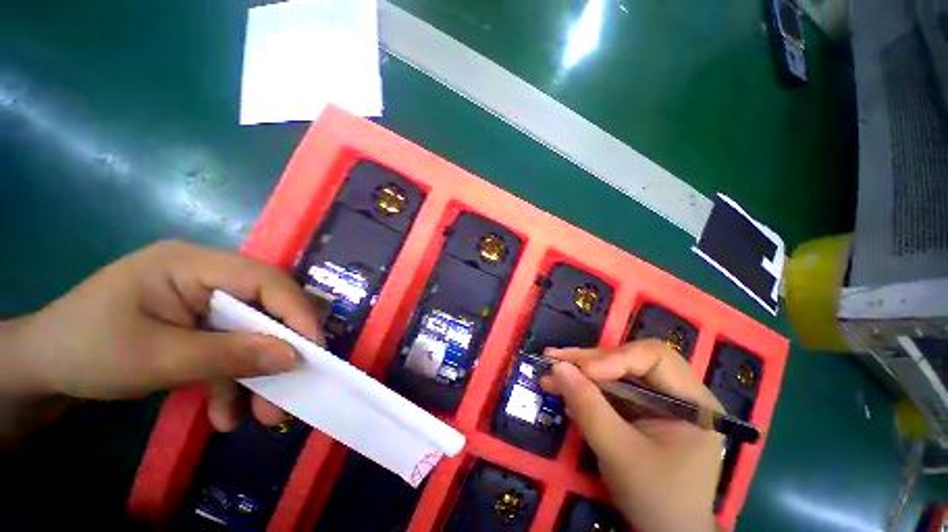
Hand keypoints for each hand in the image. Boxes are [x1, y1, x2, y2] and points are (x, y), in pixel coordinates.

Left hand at [5, 240, 322, 431]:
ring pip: (252, 333)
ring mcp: (205, 301)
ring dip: (257, 376)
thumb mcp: (155, 359)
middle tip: (288, 393)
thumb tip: (295, 357)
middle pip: (265, 308)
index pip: (266, 280)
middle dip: (278, 352)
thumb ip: (228, 356)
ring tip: (259, 417)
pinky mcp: (200, 324)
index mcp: (193, 264)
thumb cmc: (86, 350)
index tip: (313, 353)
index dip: (296, 313)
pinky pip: (231, 349)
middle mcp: (208, 276)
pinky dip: (232, 382)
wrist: (43, 370)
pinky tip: (224, 413)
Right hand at [541, 340, 723, 531]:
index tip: (583, 371)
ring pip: (614, 372)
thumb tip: (557, 366)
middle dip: (587, 361)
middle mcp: (678, 392)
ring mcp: (658, 401)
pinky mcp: (640, 410)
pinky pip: (609, 390)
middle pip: (629, 360)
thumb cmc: (655, 498)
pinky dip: (584, 388)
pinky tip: (563, 391)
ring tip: (548, 373)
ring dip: (580, 372)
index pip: (654, 357)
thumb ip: (589, 408)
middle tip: (551, 359)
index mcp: (692, 401)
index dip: (616, 357)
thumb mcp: (620, 454)